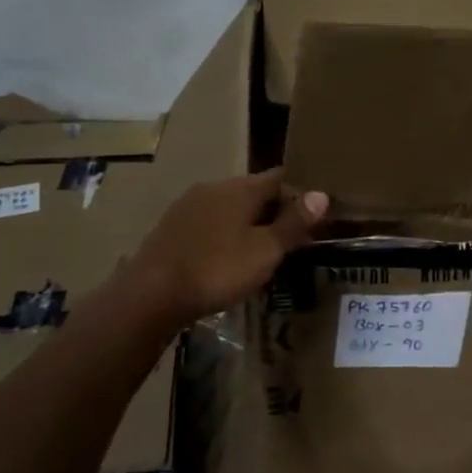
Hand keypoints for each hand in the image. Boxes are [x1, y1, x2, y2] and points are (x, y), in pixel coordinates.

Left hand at [124, 170, 326, 324]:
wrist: (150, 294)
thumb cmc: (217, 269)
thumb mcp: (265, 251)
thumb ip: (293, 223)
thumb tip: (321, 194)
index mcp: (241, 188)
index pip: (280, 177)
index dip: (300, 193)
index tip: (315, 213)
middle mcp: (214, 187)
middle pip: (254, 191)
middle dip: (274, 210)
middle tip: (292, 238)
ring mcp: (188, 205)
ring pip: (230, 208)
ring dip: (247, 223)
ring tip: (261, 251)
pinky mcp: (171, 227)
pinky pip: (209, 223)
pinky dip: (224, 235)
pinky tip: (226, 258)